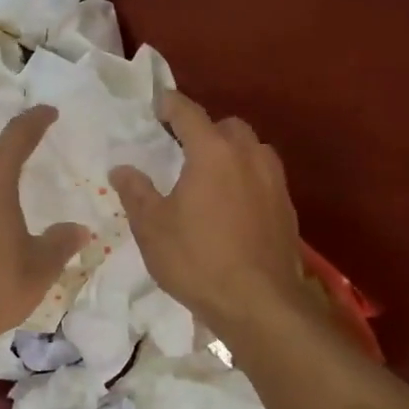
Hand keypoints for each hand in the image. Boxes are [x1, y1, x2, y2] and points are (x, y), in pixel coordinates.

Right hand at [110, 92, 309, 334]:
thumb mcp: (151, 227)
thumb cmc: (197, 259)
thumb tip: (122, 169)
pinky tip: (231, 205)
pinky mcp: (287, 208)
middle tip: (181, 147)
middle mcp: (248, 157)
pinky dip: (246, 178)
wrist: (259, 304)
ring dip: (230, 152)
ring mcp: (274, 182)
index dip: (169, 104)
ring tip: (209, 175)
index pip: (188, 113)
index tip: (156, 104)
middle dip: (204, 129)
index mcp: (212, 152)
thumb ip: (135, 191)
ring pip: (252, 149)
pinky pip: (264, 177)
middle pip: (227, 126)